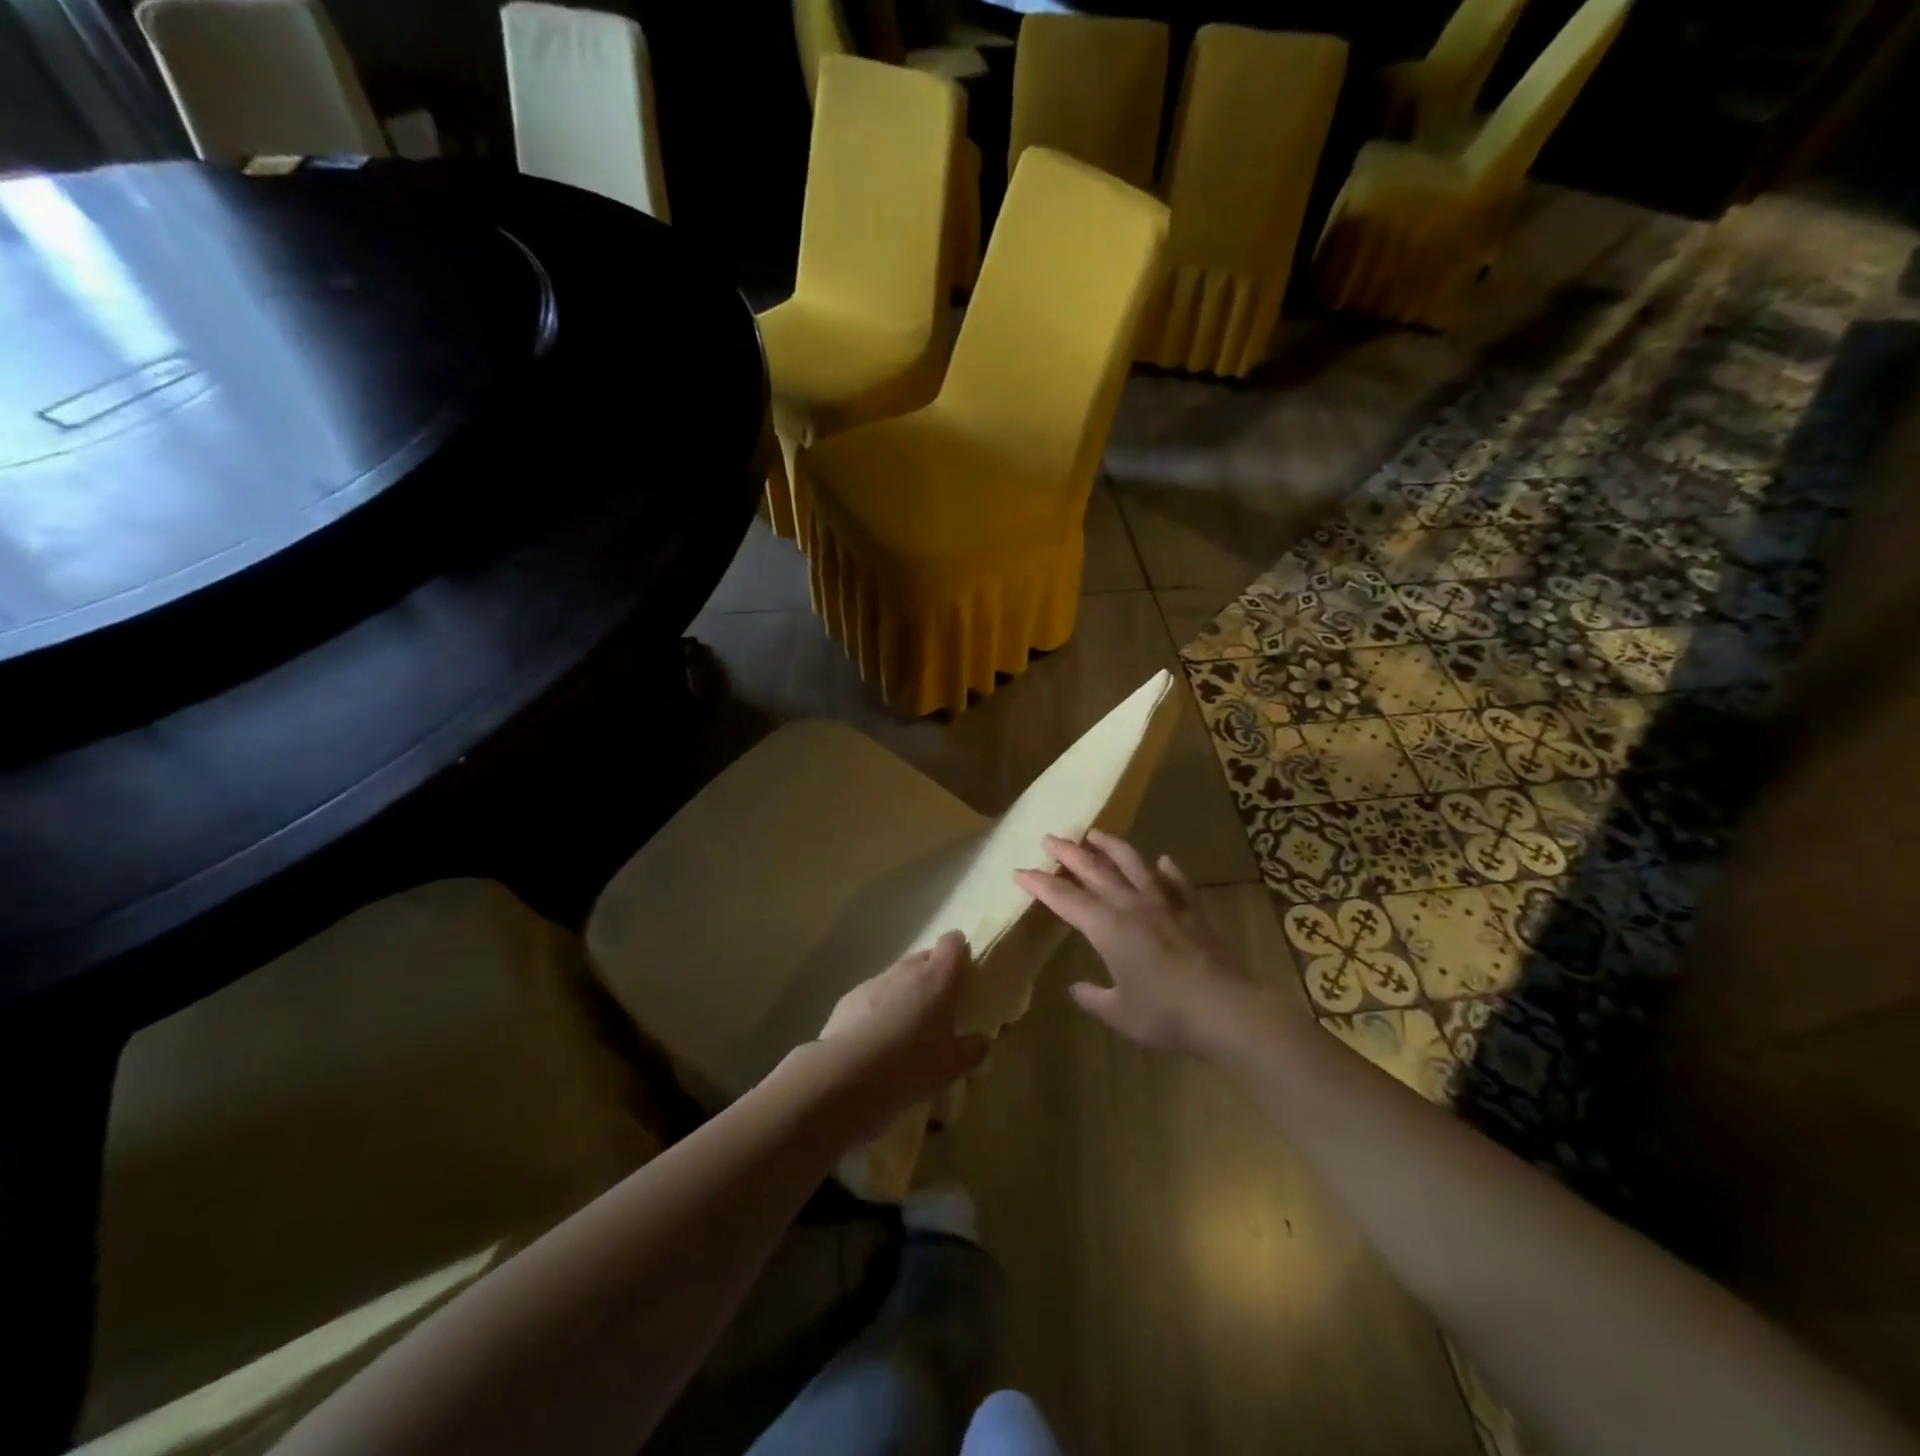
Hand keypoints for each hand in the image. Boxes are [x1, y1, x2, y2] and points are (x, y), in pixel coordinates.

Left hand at [815, 932, 989, 1135]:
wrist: (846, 1074)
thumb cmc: (910, 1065)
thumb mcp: (951, 1067)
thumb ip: (972, 1050)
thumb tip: (982, 1041)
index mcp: (937, 978)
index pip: (953, 943)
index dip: (960, 950)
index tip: (965, 969)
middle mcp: (907, 970)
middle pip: (925, 957)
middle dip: (934, 973)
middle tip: (940, 1004)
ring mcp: (876, 981)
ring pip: (898, 976)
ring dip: (906, 991)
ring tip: (908, 1025)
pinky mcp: (851, 997)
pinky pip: (874, 994)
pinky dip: (881, 1007)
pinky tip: (878, 1037)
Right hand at [1016, 831, 1286, 1057]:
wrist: (1228, 1010)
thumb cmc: (1166, 1015)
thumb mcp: (1120, 1013)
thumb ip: (1094, 998)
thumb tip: (1077, 988)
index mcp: (1107, 928)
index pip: (1065, 899)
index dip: (1040, 884)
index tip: (1020, 871)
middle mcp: (1132, 906)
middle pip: (1095, 871)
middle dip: (1069, 854)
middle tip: (1050, 838)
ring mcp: (1165, 905)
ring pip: (1134, 865)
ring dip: (1112, 847)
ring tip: (1096, 834)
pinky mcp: (1193, 912)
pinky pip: (1177, 883)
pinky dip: (1168, 870)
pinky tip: (1163, 860)